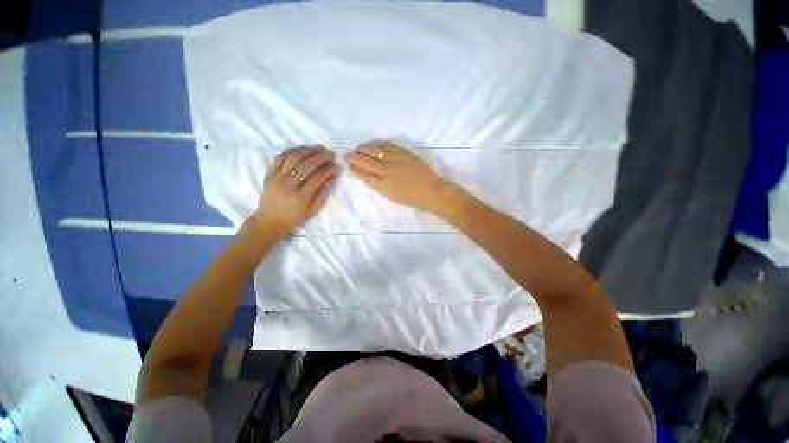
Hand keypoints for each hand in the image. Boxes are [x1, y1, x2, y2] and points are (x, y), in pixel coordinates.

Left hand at [251, 145, 337, 236]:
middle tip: (330, 153)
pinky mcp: (268, 174)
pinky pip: (279, 158)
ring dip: (307, 150)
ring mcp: (277, 178)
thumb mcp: (312, 210)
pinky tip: (301, 149)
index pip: (317, 178)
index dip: (328, 169)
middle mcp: (288, 185)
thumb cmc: (294, 218)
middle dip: (321, 157)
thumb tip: (332, 176)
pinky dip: (291, 151)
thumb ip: (322, 192)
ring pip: (293, 158)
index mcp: (301, 197)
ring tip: (318, 148)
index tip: (335, 165)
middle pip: (306, 165)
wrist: (268, 222)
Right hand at [345, 141, 447, 211]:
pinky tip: (375, 145)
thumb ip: (378, 185)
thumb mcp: (391, 196)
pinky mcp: (404, 152)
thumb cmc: (411, 198)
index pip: (362, 173)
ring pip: (374, 149)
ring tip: (359, 149)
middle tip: (348, 155)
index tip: (348, 165)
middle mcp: (386, 169)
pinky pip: (387, 144)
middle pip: (365, 160)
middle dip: (354, 157)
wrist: (432, 191)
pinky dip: (378, 144)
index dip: (353, 168)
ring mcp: (395, 158)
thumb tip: (367, 175)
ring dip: (363, 148)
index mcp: (383, 184)